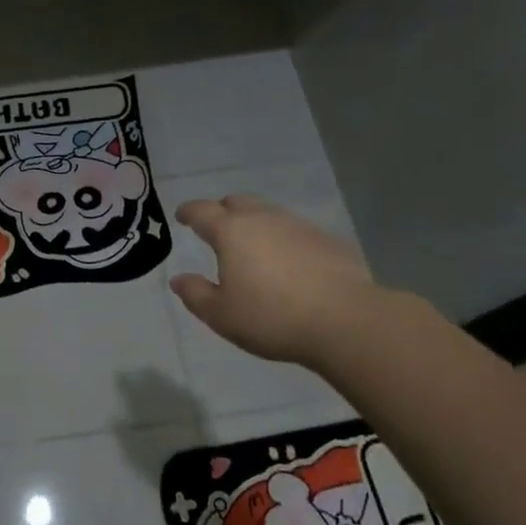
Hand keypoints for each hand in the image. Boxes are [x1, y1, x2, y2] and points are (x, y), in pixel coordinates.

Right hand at [169, 195, 384, 368]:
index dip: (189, 212)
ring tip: (252, 245)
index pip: (202, 211)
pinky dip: (283, 239)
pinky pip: (295, 231)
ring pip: (269, 213)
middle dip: (222, 210)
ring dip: (255, 222)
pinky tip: (288, 261)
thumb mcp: (221, 315)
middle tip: (217, 227)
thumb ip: (196, 294)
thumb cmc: (272, 318)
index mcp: (231, 232)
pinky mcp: (327, 240)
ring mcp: (299, 226)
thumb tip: (179, 279)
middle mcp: (263, 219)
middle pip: (237, 202)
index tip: (182, 216)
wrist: (346, 321)